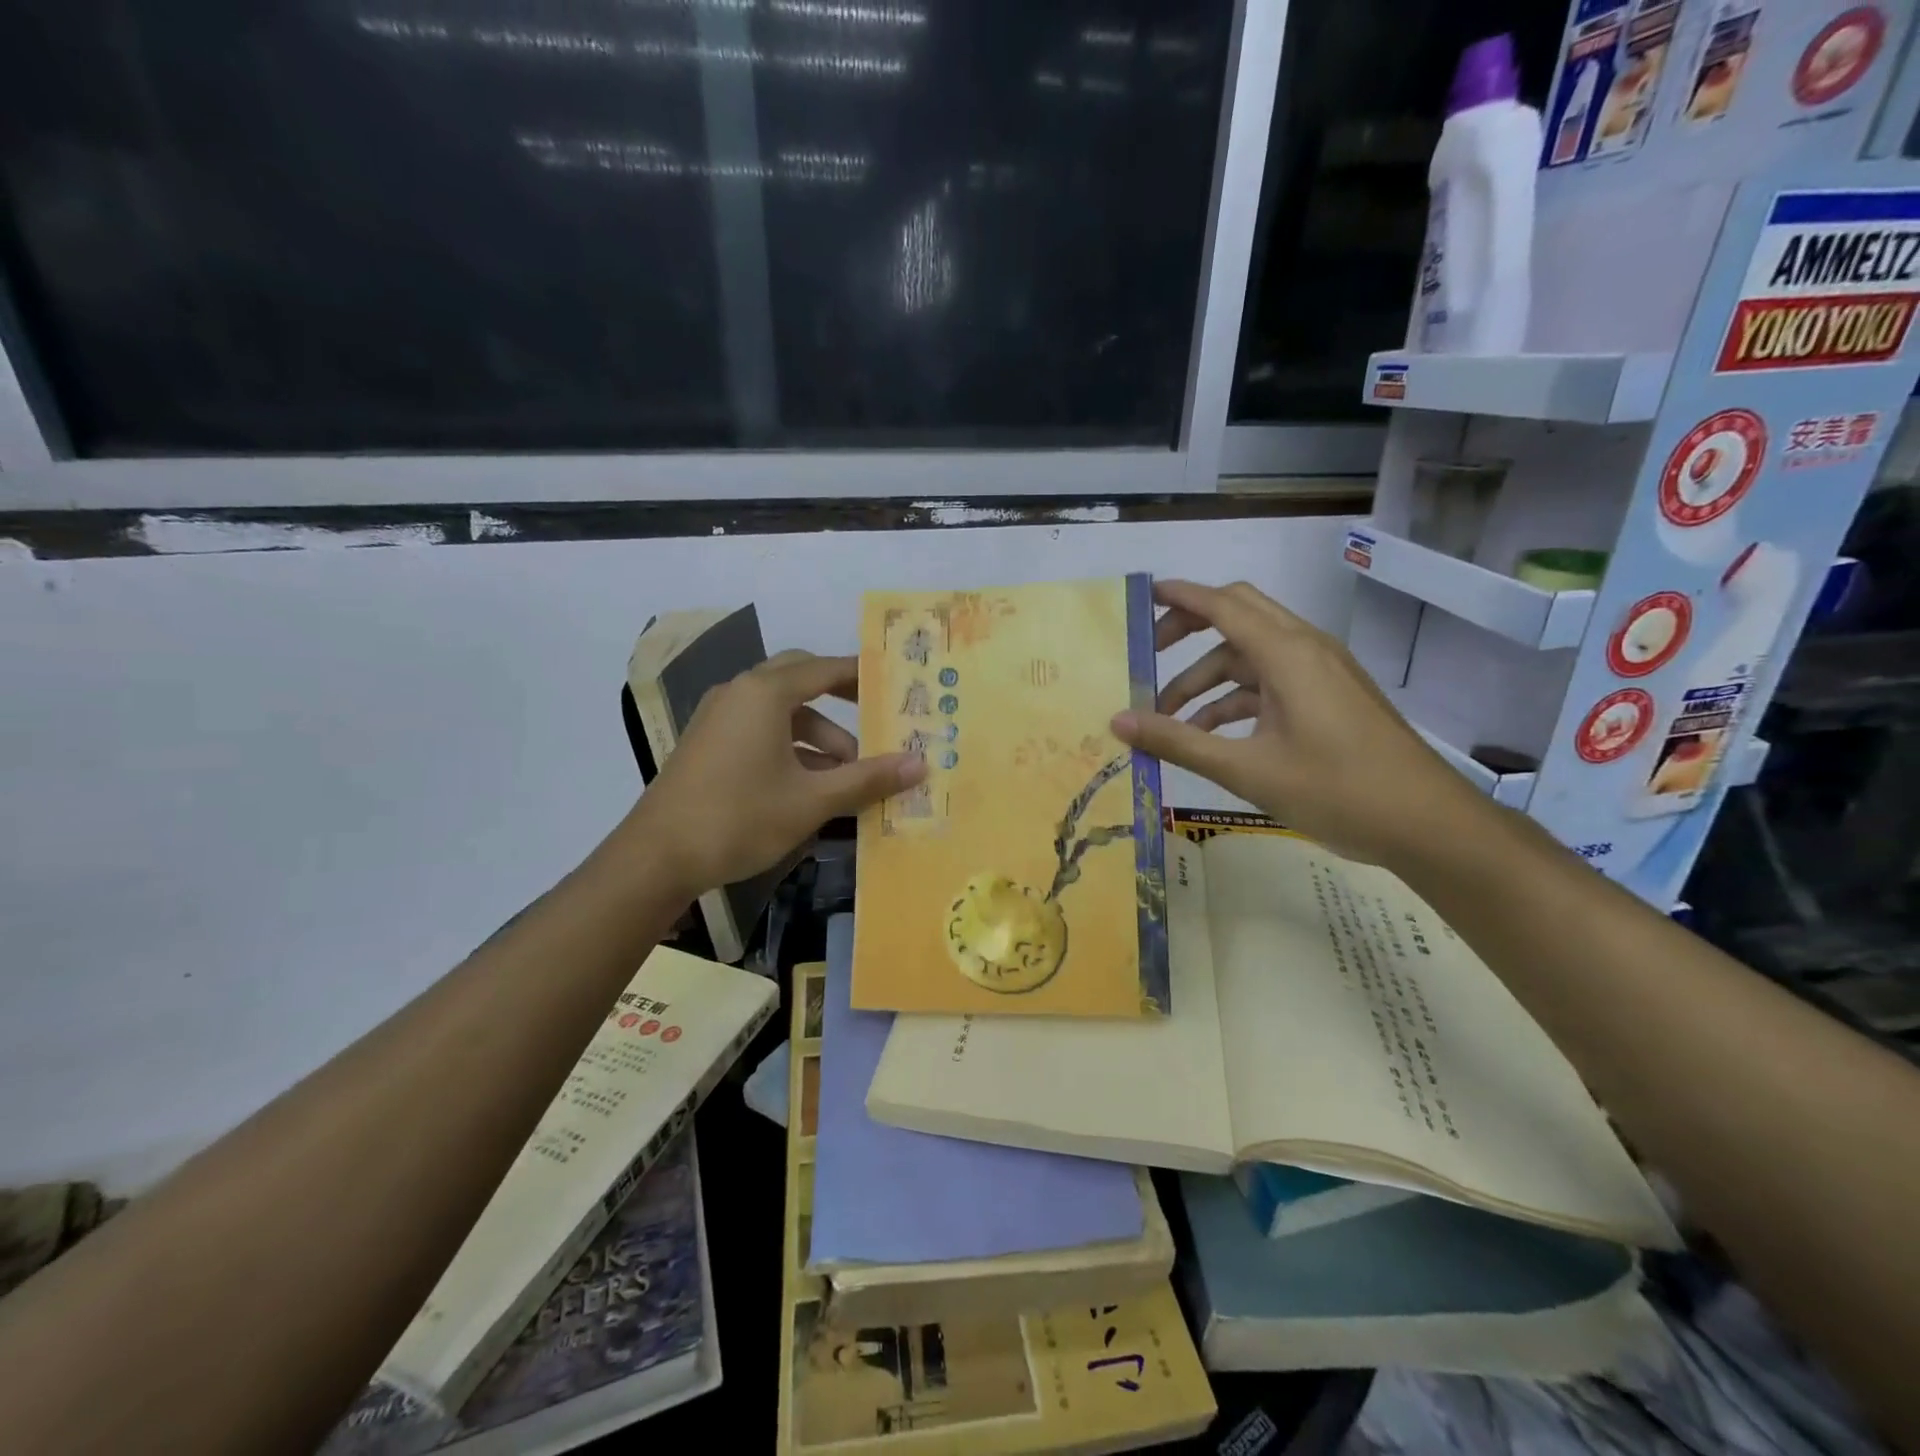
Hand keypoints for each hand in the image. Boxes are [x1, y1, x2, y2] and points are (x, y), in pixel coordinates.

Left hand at [626, 651, 924, 898]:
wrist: (657, 857)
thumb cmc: (740, 818)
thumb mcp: (812, 800)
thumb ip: (867, 779)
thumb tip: (920, 764)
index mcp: (764, 693)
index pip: (825, 669)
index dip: (863, 675)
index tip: (895, 684)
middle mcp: (740, 693)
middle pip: (801, 681)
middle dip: (841, 702)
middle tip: (877, 720)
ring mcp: (720, 718)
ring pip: (782, 713)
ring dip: (819, 737)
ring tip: (850, 776)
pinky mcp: (710, 744)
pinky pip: (761, 732)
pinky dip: (792, 749)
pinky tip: (813, 786)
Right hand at [1111, 580, 1491, 865]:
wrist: (1428, 824)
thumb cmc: (1337, 790)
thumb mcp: (1247, 769)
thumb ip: (1178, 742)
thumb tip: (1117, 722)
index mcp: (1287, 654)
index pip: (1222, 605)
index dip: (1179, 597)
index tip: (1140, 598)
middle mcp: (1304, 649)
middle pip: (1237, 616)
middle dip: (1188, 631)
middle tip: (1148, 656)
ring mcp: (1320, 673)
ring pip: (1250, 656)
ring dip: (1208, 680)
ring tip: (1169, 719)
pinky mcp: (1329, 697)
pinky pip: (1271, 683)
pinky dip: (1235, 700)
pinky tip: (1210, 737)